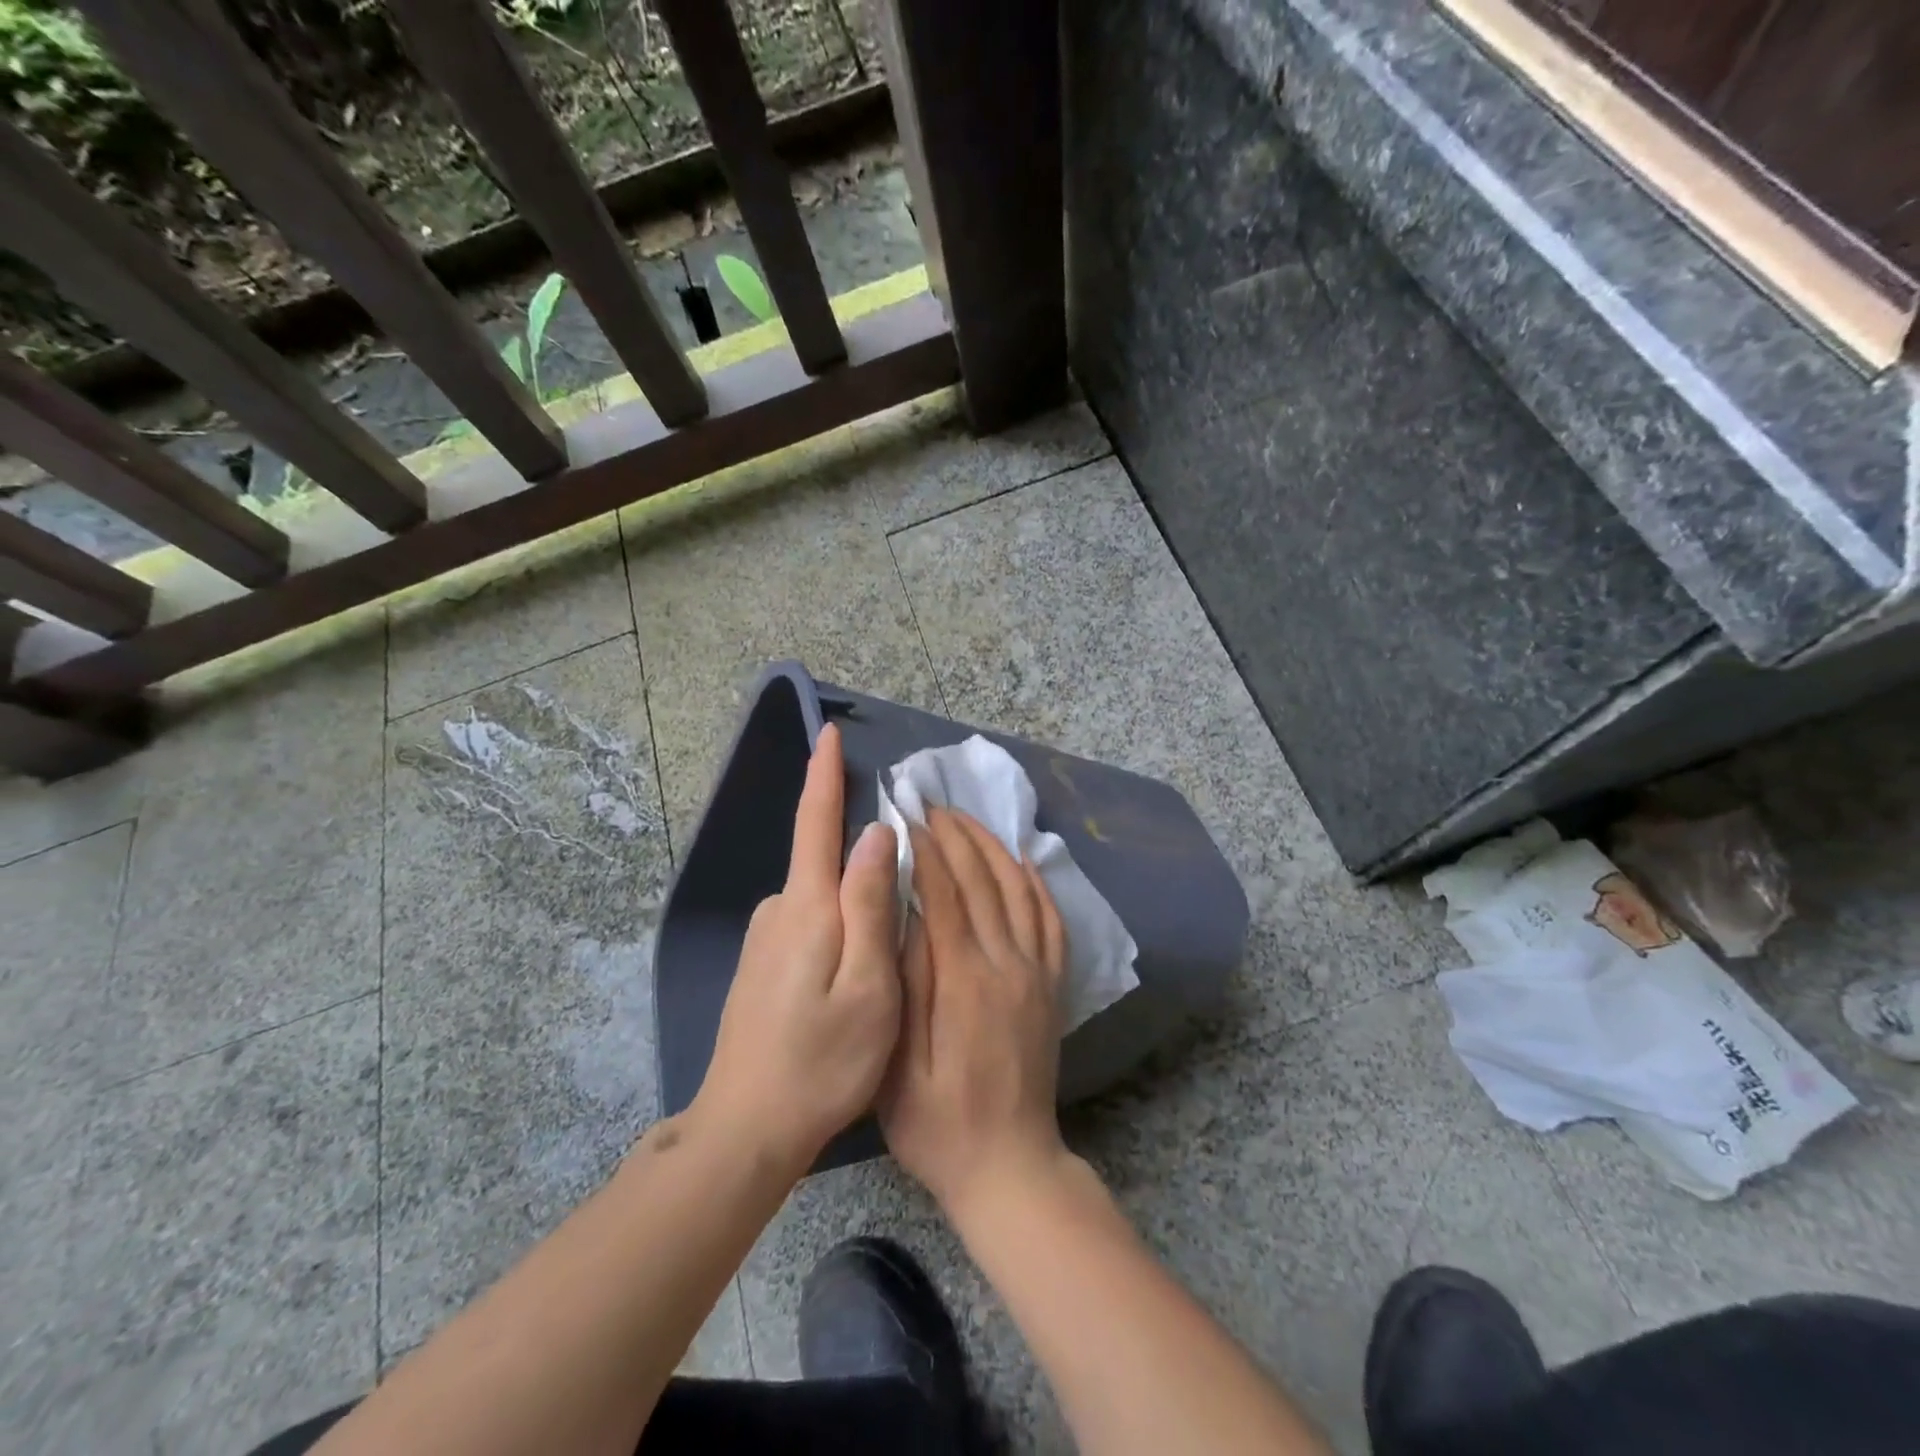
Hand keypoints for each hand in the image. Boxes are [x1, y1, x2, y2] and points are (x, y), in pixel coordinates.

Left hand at [693, 724, 900, 1172]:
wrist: (746, 1129)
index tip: (827, 732)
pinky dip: (837, 935)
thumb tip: (875, 832)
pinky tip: (849, 985)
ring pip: (823, 902)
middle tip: (903, 921)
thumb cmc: (822, 1060)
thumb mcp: (869, 984)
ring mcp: (764, 939)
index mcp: (807, 907)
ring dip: (854, 913)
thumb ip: (870, 902)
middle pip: (825, 863)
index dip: (823, 774)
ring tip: (882, 972)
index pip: (815, 821)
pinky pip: (810, 927)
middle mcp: (779, 910)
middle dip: (863, 865)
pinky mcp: (760, 965)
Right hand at [878, 808, 1069, 1219]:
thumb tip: (906, 915)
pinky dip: (1037, 883)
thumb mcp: (899, 1067)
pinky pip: (1051, 920)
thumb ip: (907, 986)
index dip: (925, 850)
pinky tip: (1022, 861)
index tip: (906, 817)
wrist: (1011, 1167)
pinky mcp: (1053, 986)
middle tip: (931, 805)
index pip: (944, 894)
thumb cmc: (939, 1126)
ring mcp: (1037, 974)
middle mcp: (1008, 965)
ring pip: (1019, 890)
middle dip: (956, 836)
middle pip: (983, 881)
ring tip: (966, 820)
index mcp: (965, 982)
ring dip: (992, 848)